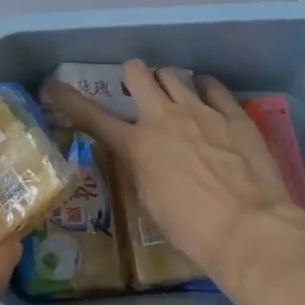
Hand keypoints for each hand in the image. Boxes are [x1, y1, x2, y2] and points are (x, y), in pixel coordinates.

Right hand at [42, 61, 304, 281]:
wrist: (251, 231)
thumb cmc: (193, 231)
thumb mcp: (150, 204)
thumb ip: (139, 169)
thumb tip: (140, 156)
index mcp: (137, 145)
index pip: (91, 115)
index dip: (67, 98)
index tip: (52, 86)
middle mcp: (164, 117)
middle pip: (137, 72)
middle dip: (133, 77)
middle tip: (138, 91)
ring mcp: (200, 110)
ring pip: (173, 74)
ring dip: (168, 83)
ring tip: (176, 98)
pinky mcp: (232, 113)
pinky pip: (212, 85)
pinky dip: (204, 89)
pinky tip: (207, 98)